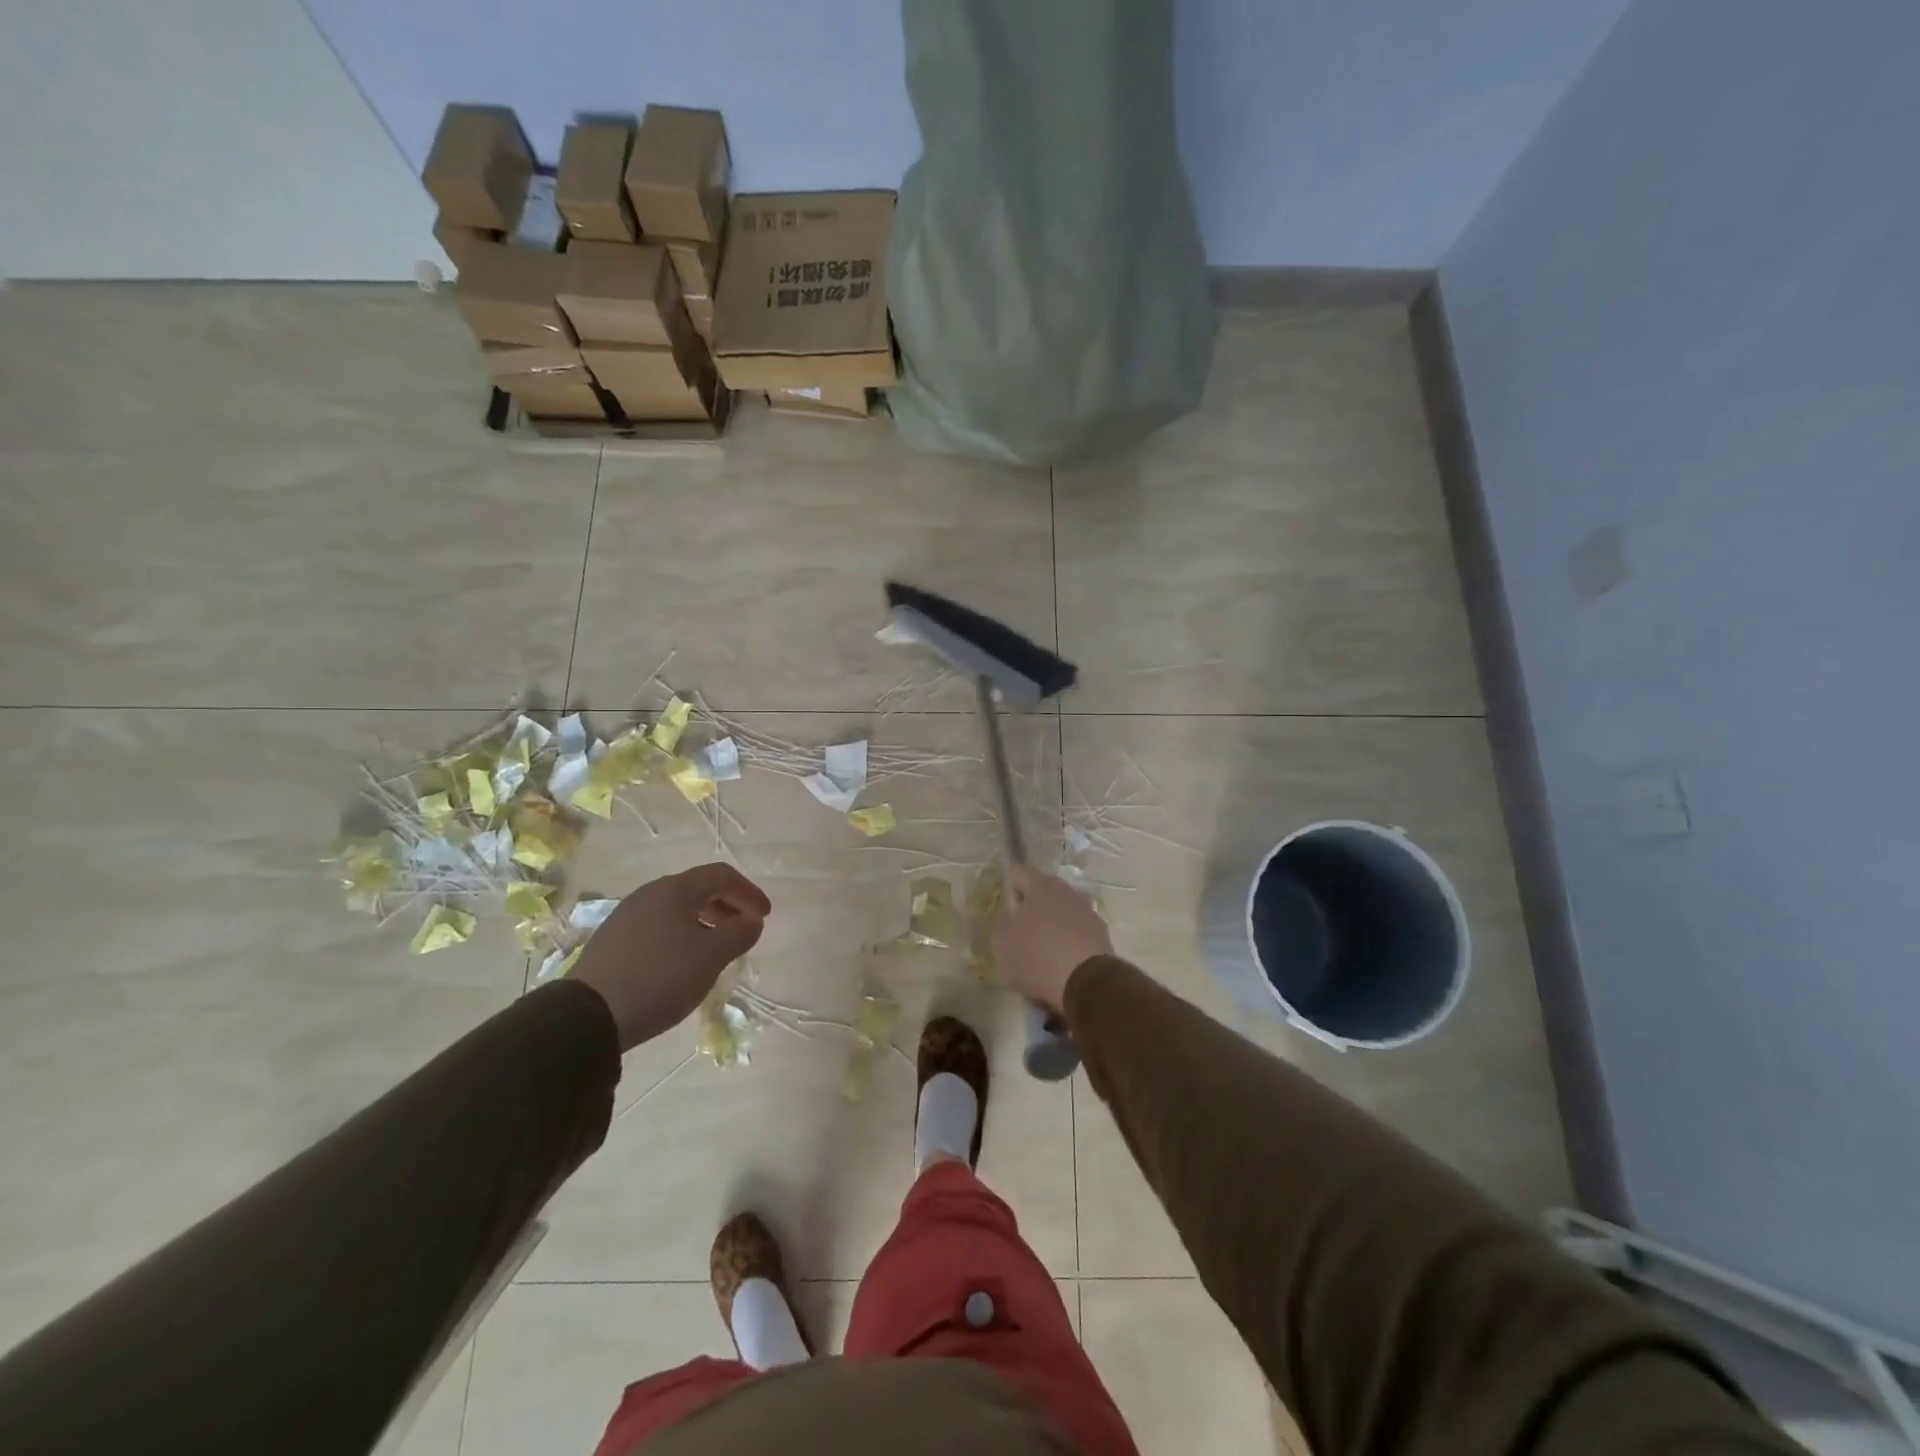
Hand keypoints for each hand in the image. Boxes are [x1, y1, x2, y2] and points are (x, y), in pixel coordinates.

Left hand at [572, 863, 771, 1050]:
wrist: (588, 1017)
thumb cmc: (659, 977)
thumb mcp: (710, 956)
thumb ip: (739, 933)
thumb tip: (753, 921)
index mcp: (674, 890)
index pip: (721, 875)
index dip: (748, 892)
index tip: (764, 916)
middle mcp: (648, 895)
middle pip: (698, 889)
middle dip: (728, 906)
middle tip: (745, 930)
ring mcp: (626, 918)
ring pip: (677, 910)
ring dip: (706, 923)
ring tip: (718, 950)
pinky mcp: (613, 943)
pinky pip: (658, 928)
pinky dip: (682, 936)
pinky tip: (684, 964)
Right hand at [993, 865, 1113, 1013]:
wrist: (1087, 984)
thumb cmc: (1037, 956)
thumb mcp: (1002, 942)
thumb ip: (1001, 923)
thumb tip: (1008, 916)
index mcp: (1041, 886)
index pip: (1018, 872)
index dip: (1007, 882)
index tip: (1000, 896)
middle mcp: (1068, 892)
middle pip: (1043, 892)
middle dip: (1031, 906)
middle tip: (1017, 926)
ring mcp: (1088, 914)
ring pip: (1062, 913)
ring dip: (1051, 925)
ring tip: (1039, 949)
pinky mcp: (1102, 937)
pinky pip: (1077, 935)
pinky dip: (1067, 943)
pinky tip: (1059, 964)